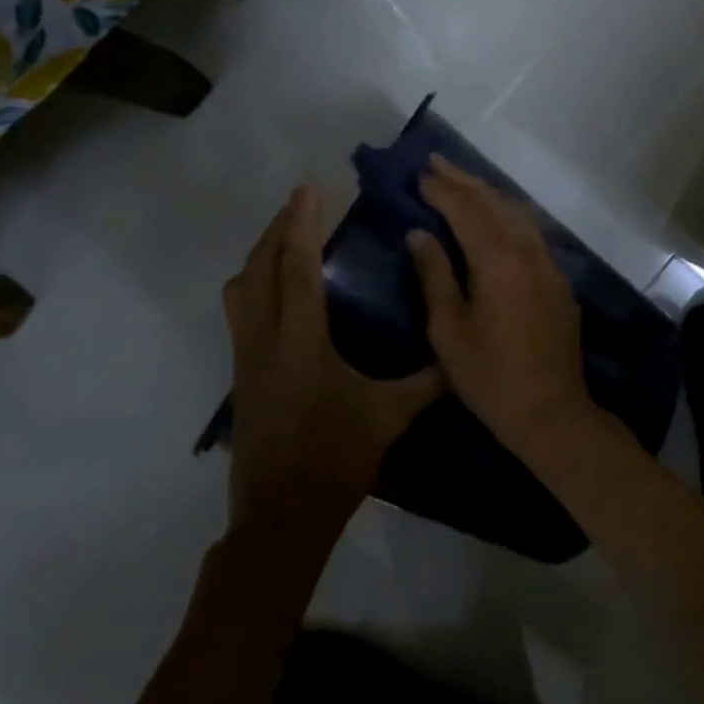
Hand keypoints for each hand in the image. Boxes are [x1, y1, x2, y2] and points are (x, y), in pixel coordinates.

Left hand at [225, 183, 442, 519]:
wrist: (281, 517)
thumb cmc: (335, 460)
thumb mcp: (390, 417)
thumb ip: (428, 381)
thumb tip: (463, 356)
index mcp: (301, 341)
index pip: (296, 267)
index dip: (302, 223)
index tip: (309, 187)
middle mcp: (264, 340)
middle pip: (259, 267)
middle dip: (278, 228)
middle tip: (303, 203)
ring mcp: (246, 358)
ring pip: (240, 289)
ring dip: (261, 255)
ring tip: (288, 239)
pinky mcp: (241, 376)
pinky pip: (240, 311)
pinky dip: (257, 284)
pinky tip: (282, 292)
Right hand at [408, 157, 591, 451]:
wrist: (551, 411)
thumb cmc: (489, 376)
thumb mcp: (448, 330)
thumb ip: (434, 276)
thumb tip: (419, 234)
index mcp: (497, 261)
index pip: (467, 210)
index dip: (442, 190)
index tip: (419, 174)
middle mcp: (528, 252)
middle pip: (495, 203)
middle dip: (464, 180)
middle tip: (436, 162)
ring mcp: (549, 266)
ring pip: (518, 215)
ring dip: (489, 194)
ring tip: (463, 182)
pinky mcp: (559, 282)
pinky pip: (532, 234)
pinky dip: (509, 217)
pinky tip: (498, 219)